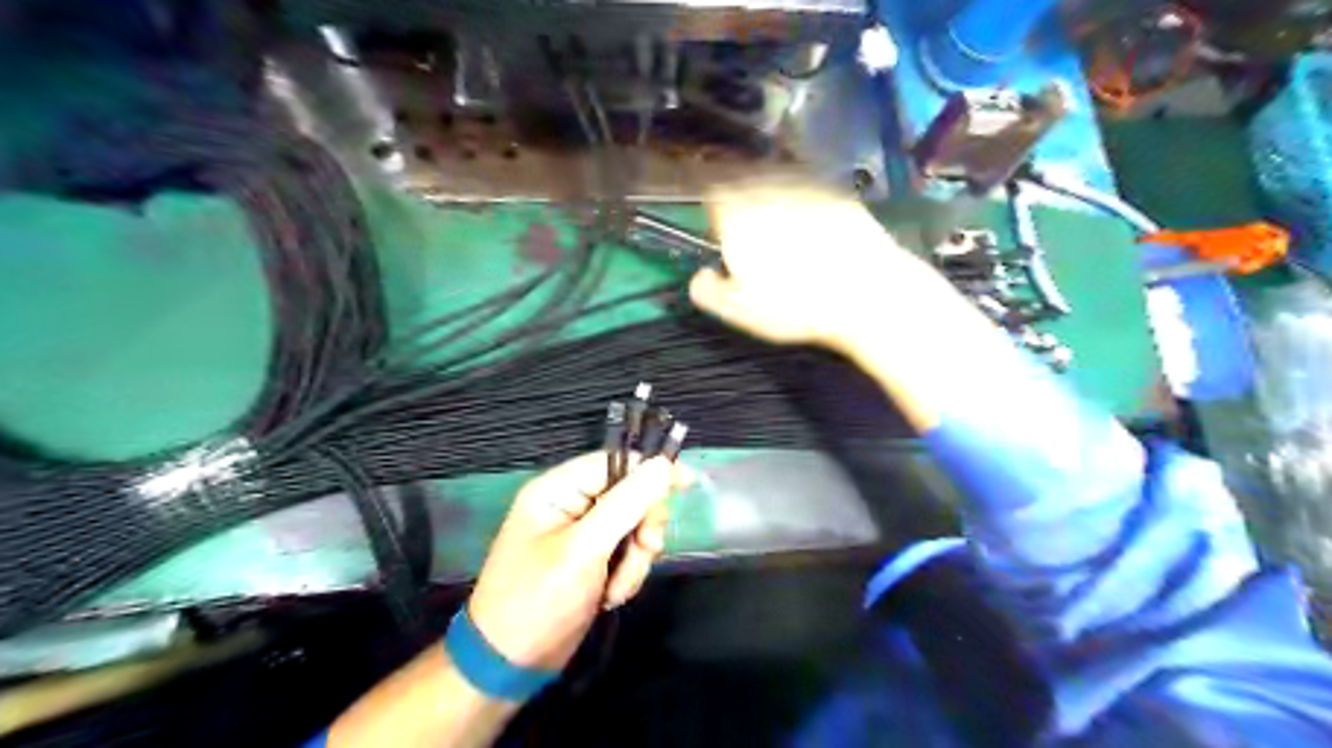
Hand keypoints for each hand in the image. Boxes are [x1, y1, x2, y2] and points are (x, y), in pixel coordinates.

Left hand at [469, 455, 692, 671]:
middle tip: (646, 549)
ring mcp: (581, 534)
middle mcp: (570, 505)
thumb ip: (626, 504)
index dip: (651, 471)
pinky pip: (626, 553)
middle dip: (641, 527)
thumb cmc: (539, 600)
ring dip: (635, 559)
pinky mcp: (591, 560)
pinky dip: (627, 574)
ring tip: (617, 588)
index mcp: (557, 489)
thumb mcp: (585, 550)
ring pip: (633, 527)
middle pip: (630, 495)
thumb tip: (664, 465)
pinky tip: (611, 596)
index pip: (614, 462)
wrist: (509, 665)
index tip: (687, 483)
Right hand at [691, 185, 940, 354]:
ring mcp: (806, 188)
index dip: (713, 208)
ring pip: (776, 179)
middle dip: (740, 196)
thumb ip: (707, 290)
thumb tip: (699, 275)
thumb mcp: (740, 311)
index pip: (713, 193)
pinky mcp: (838, 193)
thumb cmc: (795, 306)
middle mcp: (767, 192)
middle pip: (743, 181)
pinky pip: (809, 187)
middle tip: (746, 221)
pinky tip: (811, 222)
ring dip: (770, 192)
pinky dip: (803, 197)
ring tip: (778, 221)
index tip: (717, 225)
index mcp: (736, 217)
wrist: (867, 293)